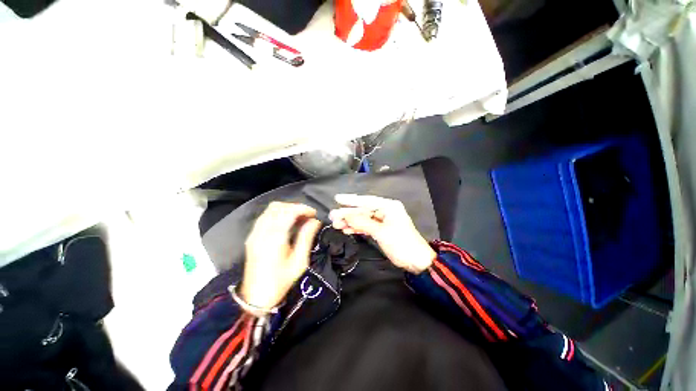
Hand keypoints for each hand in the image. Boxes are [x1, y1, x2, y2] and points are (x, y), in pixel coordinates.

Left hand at [241, 202, 321, 310]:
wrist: (255, 297)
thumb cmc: (280, 281)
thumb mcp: (299, 261)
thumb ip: (307, 237)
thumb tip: (315, 221)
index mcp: (275, 239)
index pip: (289, 212)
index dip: (303, 209)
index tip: (313, 213)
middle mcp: (262, 232)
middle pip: (278, 207)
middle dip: (295, 207)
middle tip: (307, 215)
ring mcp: (254, 233)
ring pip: (270, 209)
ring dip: (286, 209)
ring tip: (298, 217)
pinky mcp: (251, 236)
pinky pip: (265, 216)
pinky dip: (277, 213)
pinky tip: (286, 222)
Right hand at [329, 194, 435, 273]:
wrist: (416, 261)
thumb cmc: (401, 243)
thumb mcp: (381, 232)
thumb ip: (363, 223)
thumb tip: (346, 216)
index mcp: (388, 206)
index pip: (366, 201)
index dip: (351, 200)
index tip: (337, 198)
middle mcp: (385, 210)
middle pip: (363, 210)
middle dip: (348, 214)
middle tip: (333, 217)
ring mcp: (383, 220)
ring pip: (363, 219)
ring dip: (350, 222)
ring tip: (336, 225)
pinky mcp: (381, 230)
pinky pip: (366, 226)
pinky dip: (357, 228)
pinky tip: (347, 230)